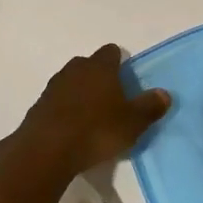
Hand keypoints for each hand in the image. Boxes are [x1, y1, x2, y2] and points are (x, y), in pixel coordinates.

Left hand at [15, 44, 170, 173]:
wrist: (46, 151)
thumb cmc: (96, 130)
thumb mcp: (132, 122)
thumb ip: (150, 106)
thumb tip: (164, 93)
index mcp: (100, 67)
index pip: (111, 52)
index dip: (120, 62)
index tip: (126, 79)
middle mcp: (75, 70)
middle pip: (89, 65)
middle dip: (99, 77)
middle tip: (112, 99)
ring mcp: (53, 87)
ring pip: (71, 82)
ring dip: (81, 94)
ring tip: (92, 117)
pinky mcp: (38, 107)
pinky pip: (57, 102)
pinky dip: (65, 110)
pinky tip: (72, 129)